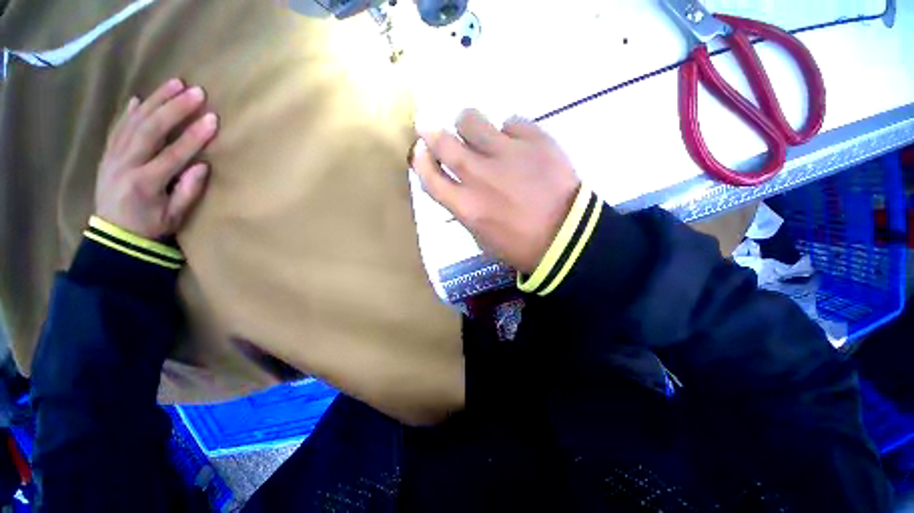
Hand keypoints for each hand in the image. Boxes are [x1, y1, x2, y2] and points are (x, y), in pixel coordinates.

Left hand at [95, 79, 217, 239]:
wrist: (113, 236)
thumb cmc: (150, 227)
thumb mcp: (175, 216)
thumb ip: (188, 191)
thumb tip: (202, 166)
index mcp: (145, 182)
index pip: (173, 154)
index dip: (194, 136)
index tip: (212, 118)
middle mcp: (126, 164)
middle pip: (150, 129)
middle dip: (174, 108)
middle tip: (195, 91)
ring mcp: (113, 157)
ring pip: (134, 122)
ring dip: (155, 101)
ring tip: (173, 84)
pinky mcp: (108, 155)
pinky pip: (119, 128)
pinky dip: (130, 112)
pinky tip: (141, 99)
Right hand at [411, 110, 580, 273]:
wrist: (568, 237)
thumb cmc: (521, 244)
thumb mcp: (482, 237)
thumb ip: (464, 208)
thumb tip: (457, 184)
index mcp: (466, 206)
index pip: (429, 177)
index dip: (420, 161)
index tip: (419, 151)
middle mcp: (479, 176)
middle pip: (443, 142)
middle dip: (431, 133)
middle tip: (430, 128)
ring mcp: (507, 154)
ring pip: (471, 120)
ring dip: (467, 124)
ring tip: (476, 133)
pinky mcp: (535, 140)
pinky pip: (510, 122)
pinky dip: (508, 131)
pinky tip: (517, 145)